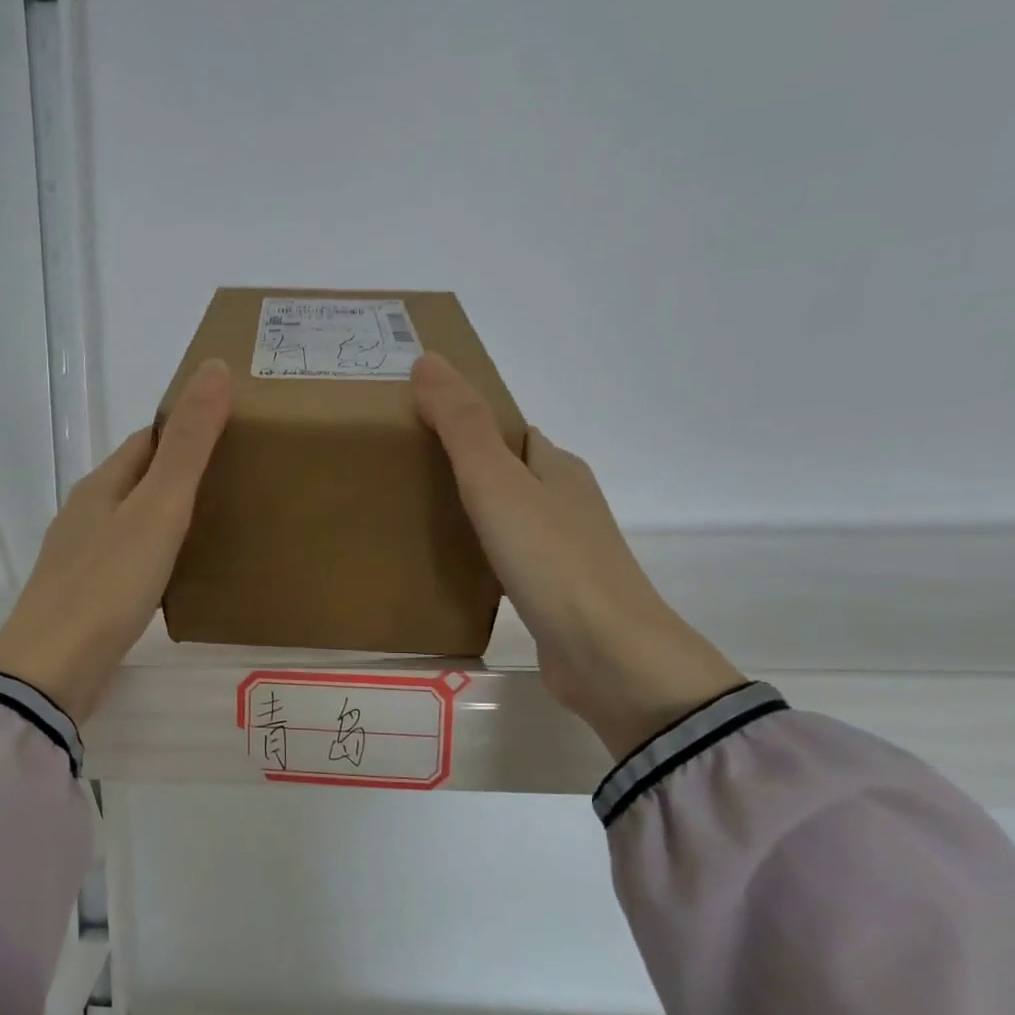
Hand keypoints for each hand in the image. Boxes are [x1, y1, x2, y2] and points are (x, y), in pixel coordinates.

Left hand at [0, 360, 232, 724]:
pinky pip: (129, 562)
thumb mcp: (158, 508)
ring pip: (133, 523)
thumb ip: (188, 444)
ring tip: (220, 527)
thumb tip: (214, 367)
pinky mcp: (87, 598)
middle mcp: (86, 515)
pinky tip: (180, 577)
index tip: (233, 434)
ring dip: (169, 518)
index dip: (186, 430)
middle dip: (182, 474)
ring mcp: (82, 558)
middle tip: (239, 483)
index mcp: (101, 486)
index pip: (147, 440)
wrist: (52, 670)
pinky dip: (158, 558)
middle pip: (139, 480)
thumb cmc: (107, 583)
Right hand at [411, 353, 743, 758]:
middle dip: (467, 469)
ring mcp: (566, 553)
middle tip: (408, 474)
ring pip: (514, 518)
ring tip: (422, 518)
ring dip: (477, 513)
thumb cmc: (551, 559)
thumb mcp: (496, 482)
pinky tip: (458, 570)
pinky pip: (513, 560)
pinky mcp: (557, 596)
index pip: (510, 432)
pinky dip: (486, 555)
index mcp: (557, 468)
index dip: (470, 423)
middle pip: (512, 473)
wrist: (607, 654)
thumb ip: (462, 426)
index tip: (418, 428)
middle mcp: (567, 504)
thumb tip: (428, 360)